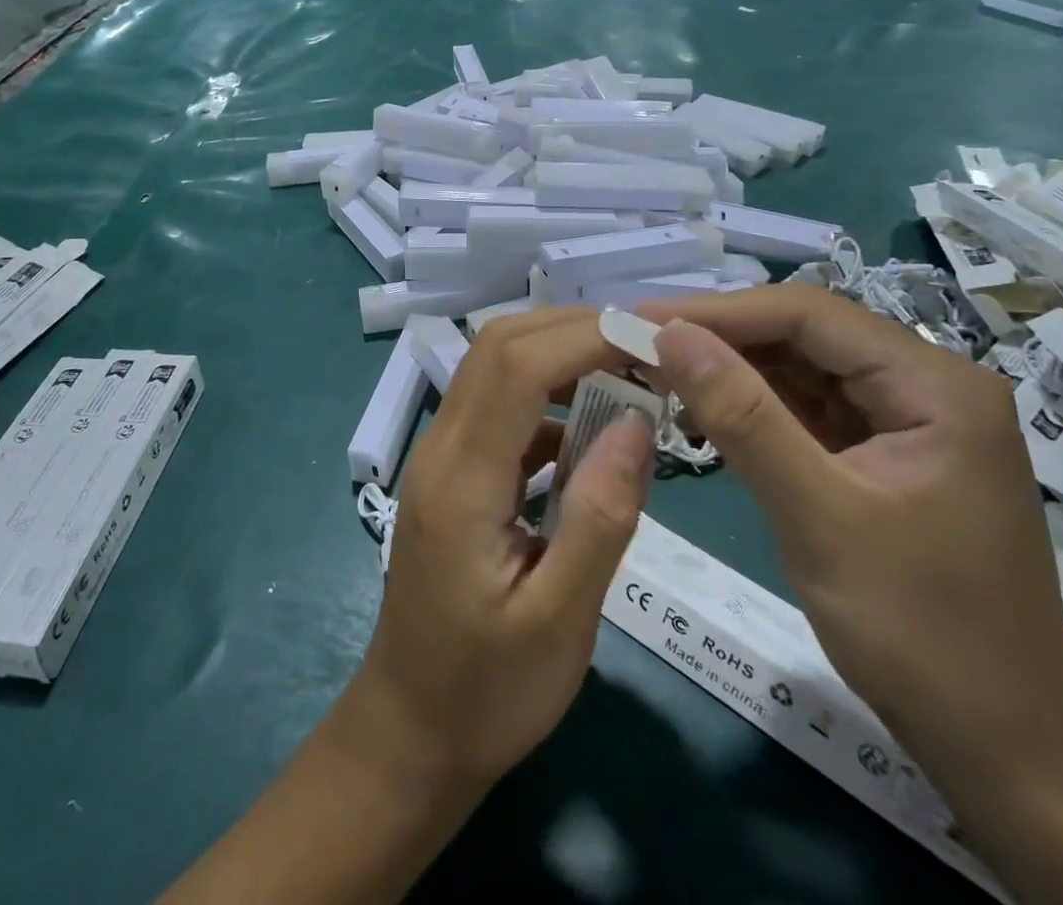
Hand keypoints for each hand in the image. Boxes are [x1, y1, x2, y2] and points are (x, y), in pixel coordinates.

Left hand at [348, 308, 652, 793]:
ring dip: (560, 356)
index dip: (583, 338)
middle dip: (572, 330)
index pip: (516, 367)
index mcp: (460, 479)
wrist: (410, 733)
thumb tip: (637, 423)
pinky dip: (548, 399)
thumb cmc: (487, 693)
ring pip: (495, 369)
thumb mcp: (560, 621)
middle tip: (646, 348)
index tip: (652, 342)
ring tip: (629, 374)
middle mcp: (441, 449)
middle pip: (498, 348)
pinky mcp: (454, 474)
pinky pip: (500, 409)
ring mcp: (442, 458)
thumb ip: (600, 518)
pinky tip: (592, 429)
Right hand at [635, 287, 1062, 777]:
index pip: (809, 315)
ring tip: (658, 373)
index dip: (719, 311)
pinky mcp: (884, 454)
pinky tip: (704, 412)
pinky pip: (808, 410)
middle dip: (721, 339)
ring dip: (731, 370)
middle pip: (805, 336)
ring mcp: (907, 420)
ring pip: (801, 369)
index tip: (643, 318)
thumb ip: (744, 417)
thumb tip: (669, 335)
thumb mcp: (819, 517)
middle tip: (639, 345)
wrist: (1005, 750)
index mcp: (935, 385)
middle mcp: (926, 386)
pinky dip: (753, 408)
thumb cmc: (922, 633)